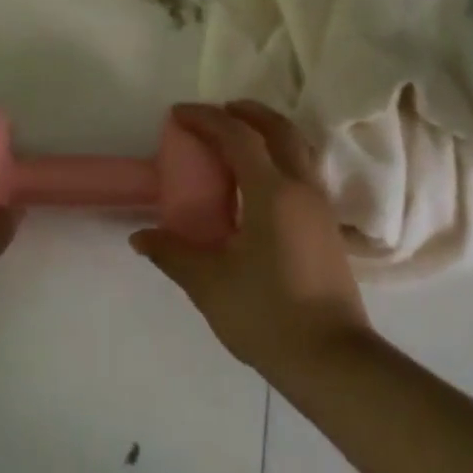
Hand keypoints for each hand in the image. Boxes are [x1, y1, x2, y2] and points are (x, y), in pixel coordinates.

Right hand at [131, 101, 374, 380]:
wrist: (332, 360)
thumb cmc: (267, 315)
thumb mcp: (210, 284)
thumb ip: (174, 253)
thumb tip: (140, 237)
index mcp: (272, 192)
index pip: (238, 136)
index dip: (206, 118)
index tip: (178, 113)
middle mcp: (301, 187)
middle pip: (278, 129)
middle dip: (246, 112)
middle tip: (215, 113)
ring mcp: (320, 206)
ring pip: (297, 147)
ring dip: (268, 131)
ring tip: (238, 139)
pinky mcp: (327, 226)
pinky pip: (303, 170)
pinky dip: (280, 155)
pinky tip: (260, 182)